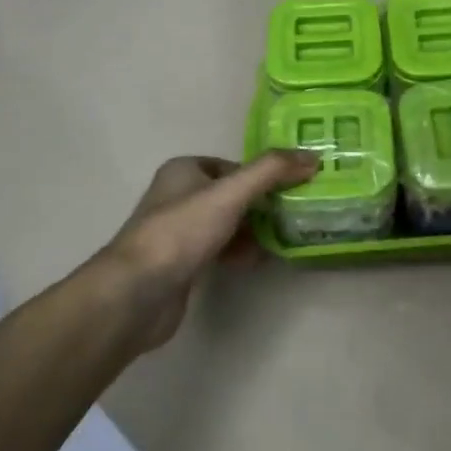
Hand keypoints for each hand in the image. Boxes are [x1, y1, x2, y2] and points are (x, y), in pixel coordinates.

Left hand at [103, 152, 316, 350]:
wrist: (137, 293)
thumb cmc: (182, 232)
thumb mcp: (231, 193)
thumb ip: (272, 171)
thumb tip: (313, 157)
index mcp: (185, 170)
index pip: (235, 166)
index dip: (264, 176)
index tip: (294, 190)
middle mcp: (179, 196)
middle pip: (233, 195)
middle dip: (263, 206)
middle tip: (295, 216)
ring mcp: (179, 232)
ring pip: (228, 224)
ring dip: (254, 231)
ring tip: (285, 239)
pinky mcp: (182, 264)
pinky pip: (220, 250)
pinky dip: (240, 253)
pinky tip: (259, 262)